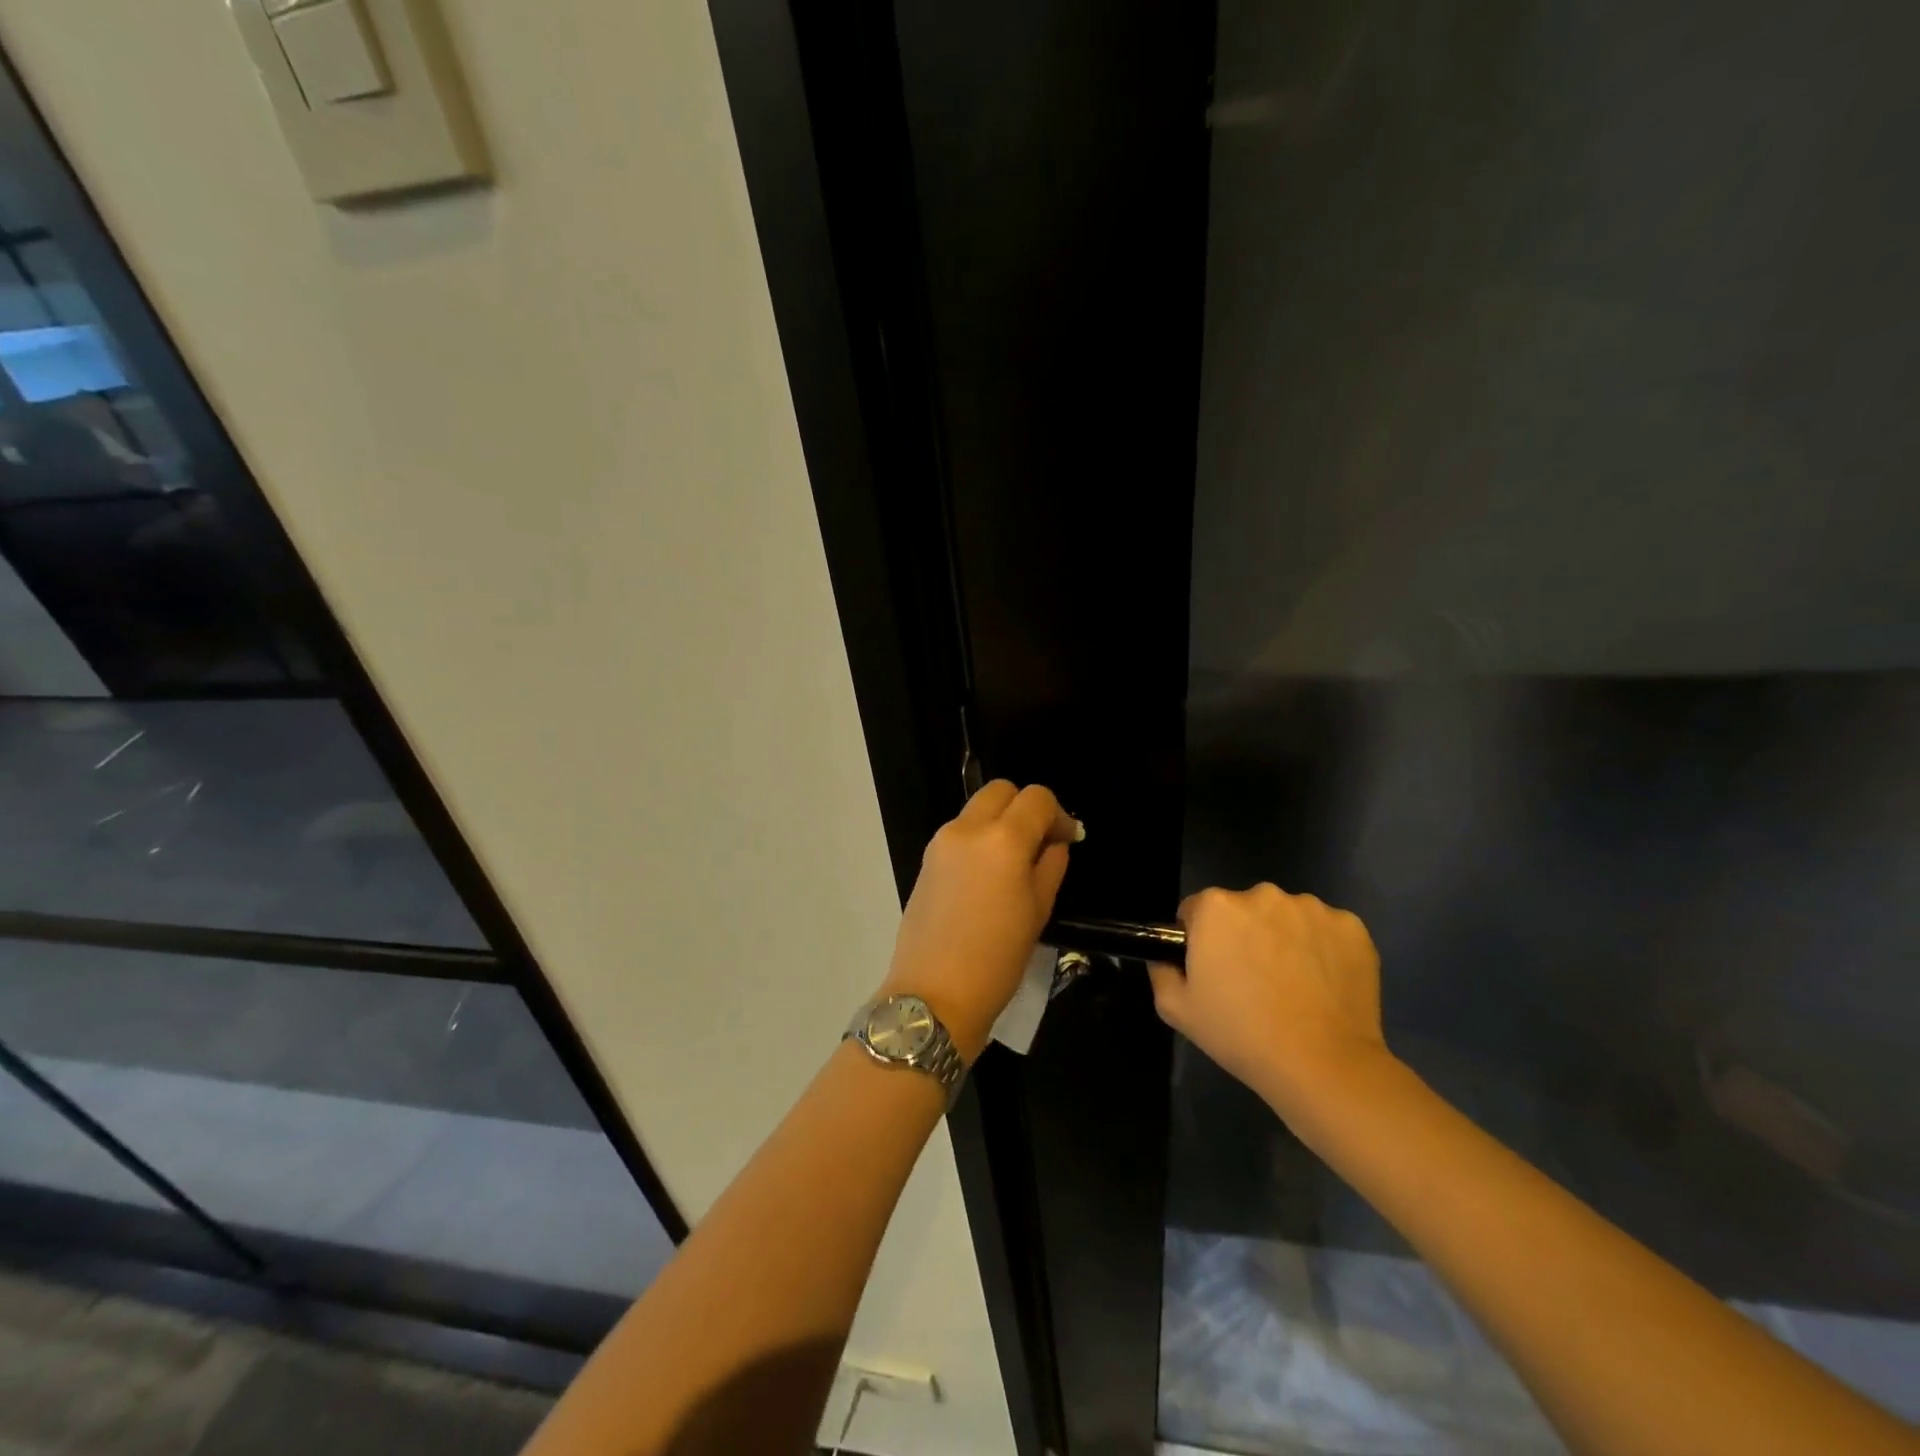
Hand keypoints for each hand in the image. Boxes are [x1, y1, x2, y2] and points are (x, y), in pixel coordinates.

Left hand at [881, 781, 1079, 1060]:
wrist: (933, 995)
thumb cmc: (997, 959)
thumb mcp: (1039, 911)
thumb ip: (1050, 865)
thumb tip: (1054, 842)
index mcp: (1003, 839)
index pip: (1037, 799)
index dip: (1059, 815)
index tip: (1067, 841)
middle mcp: (968, 828)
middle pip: (1001, 790)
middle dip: (1026, 808)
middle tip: (1040, 843)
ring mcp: (941, 842)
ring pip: (978, 809)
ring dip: (1000, 821)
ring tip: (1014, 863)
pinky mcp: (926, 859)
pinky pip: (960, 832)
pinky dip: (979, 838)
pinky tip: (988, 877)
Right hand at [1147, 883, 1389, 1122]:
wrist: (1321, 1065)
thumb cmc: (1240, 1034)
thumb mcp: (1177, 1009)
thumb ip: (1162, 971)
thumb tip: (1167, 957)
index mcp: (1216, 907)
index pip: (1196, 910)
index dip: (1200, 940)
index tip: (1213, 970)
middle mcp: (1262, 894)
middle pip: (1243, 909)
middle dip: (1244, 935)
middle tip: (1252, 981)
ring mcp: (1311, 908)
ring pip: (1286, 917)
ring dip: (1284, 938)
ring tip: (1293, 986)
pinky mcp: (1352, 927)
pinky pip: (1326, 930)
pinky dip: (1323, 949)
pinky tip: (1323, 984)